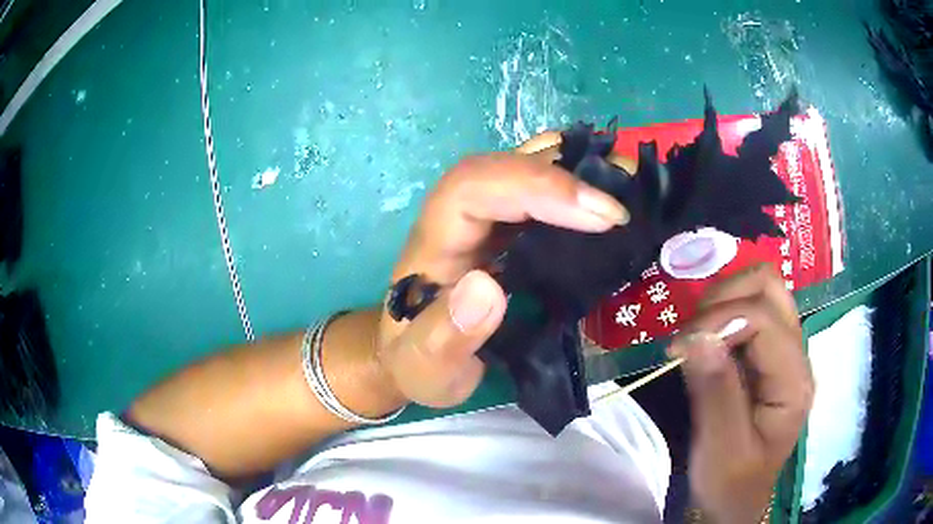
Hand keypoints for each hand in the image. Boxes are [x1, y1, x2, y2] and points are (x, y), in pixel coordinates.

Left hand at [376, 133, 629, 408]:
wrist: (414, 356)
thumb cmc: (417, 361)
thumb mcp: (425, 367)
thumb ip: (445, 337)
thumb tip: (487, 289)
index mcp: (435, 240)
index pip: (477, 186)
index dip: (539, 187)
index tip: (603, 217)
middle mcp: (461, 214)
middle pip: (510, 163)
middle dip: (575, 171)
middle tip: (636, 191)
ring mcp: (488, 215)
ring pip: (530, 165)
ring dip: (583, 168)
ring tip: (635, 185)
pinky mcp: (509, 226)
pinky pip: (546, 188)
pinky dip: (581, 185)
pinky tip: (614, 200)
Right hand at [670, 265, 813, 522]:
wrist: (735, 501)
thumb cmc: (730, 483)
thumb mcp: (720, 447)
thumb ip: (715, 392)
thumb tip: (696, 336)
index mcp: (793, 380)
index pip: (763, 317)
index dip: (719, 319)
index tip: (678, 347)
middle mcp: (797, 355)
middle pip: (770, 286)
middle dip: (724, 298)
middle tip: (691, 332)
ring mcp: (785, 351)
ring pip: (762, 290)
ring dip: (724, 301)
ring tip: (696, 335)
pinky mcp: (770, 355)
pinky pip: (752, 310)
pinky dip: (724, 313)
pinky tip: (707, 341)